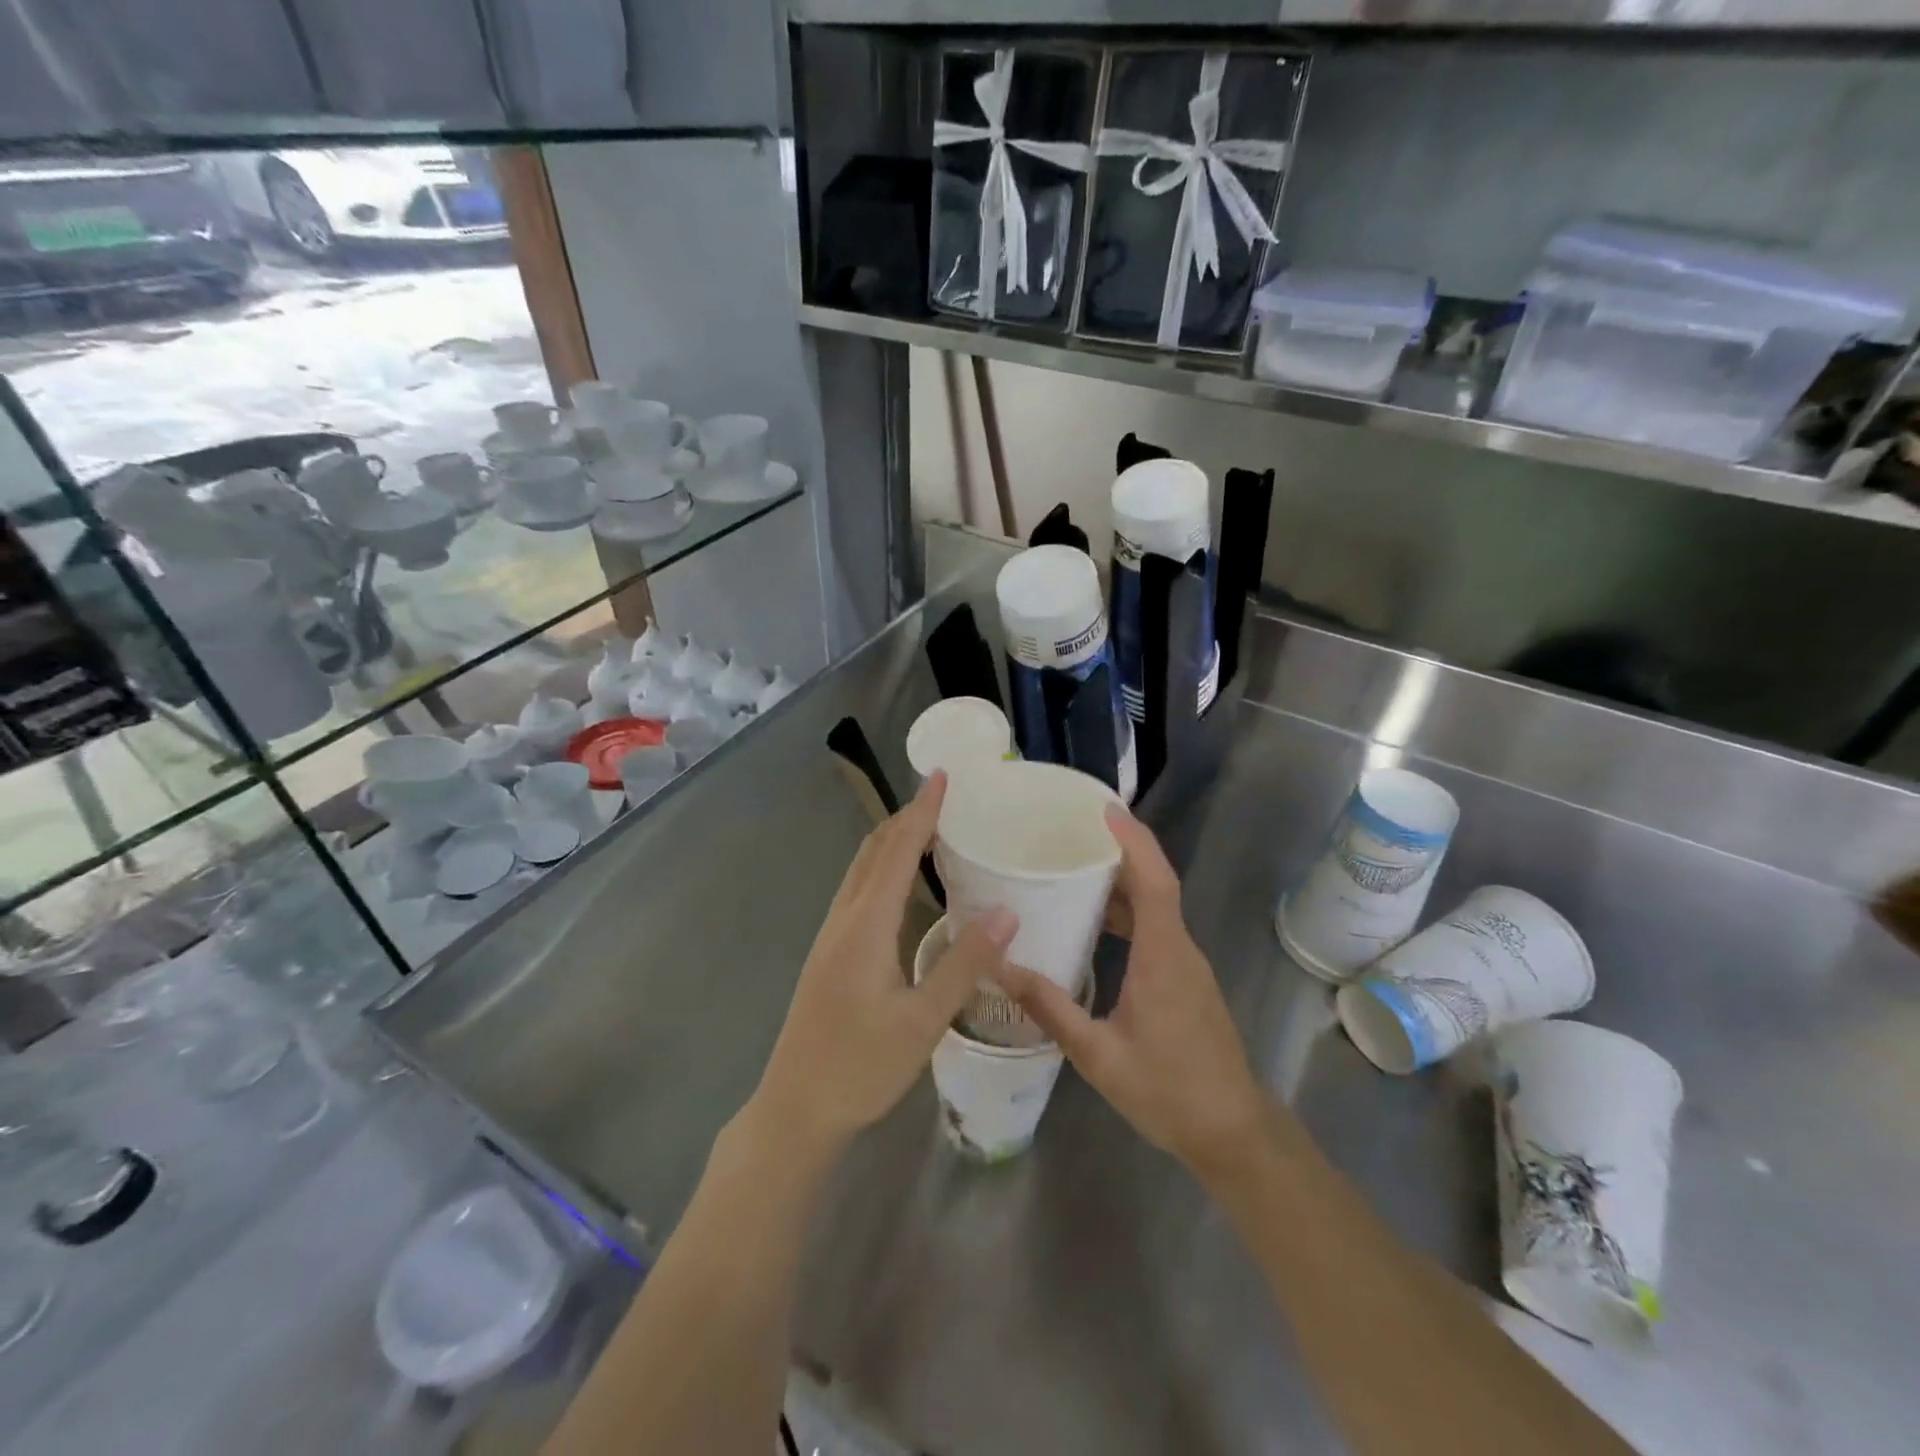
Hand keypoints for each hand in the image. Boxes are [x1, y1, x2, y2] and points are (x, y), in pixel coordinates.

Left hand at [747, 772, 1017, 1161]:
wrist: (796, 1109)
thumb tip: (1009, 912)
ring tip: (929, 826)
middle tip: (943, 794)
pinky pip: (858, 890)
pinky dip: (883, 866)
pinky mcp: (830, 953)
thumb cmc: (861, 1068)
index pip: (896, 852)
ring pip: (862, 869)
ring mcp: (831, 936)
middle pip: (873, 851)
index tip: (941, 776)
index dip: (921, 812)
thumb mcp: (923, 1021)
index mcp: (865, 926)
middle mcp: (843, 919)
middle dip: (907, 816)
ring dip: (892, 839)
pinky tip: (902, 882)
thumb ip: (965, 964)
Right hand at [995, 806, 1267, 1176]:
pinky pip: (1158, 928)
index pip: (1155, 880)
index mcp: (1164, 957)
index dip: (1133, 841)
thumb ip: (1051, 1008)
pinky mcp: (1186, 980)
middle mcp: (1180, 949)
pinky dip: (1130, 911)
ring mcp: (1187, 965)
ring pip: (1158, 906)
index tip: (1105, 809)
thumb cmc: (1168, 1092)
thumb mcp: (1098, 1055)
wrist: (1232, 1132)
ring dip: (1124, 881)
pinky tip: (1096, 923)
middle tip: (1075, 830)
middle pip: (1156, 883)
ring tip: (1076, 867)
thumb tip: (1000, 967)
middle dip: (1121, 850)